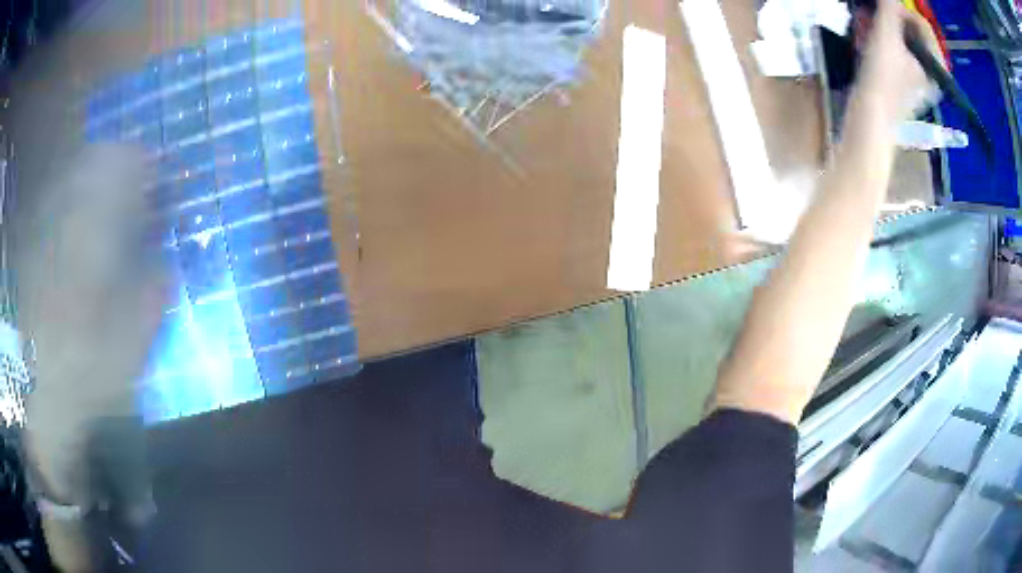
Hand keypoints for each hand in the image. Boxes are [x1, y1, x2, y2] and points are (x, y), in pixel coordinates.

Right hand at [855, 0, 940, 122]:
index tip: (882, 8)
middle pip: (911, 31)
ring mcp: (919, 78)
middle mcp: (932, 71)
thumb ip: (890, 6)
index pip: (922, 23)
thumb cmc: (883, 77)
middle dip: (888, 18)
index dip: (900, 9)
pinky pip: (895, 51)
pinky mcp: (904, 82)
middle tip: (868, 15)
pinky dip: (879, 40)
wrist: (869, 117)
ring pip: (901, 39)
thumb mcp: (886, 33)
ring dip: (880, 27)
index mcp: (937, 64)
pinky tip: (865, 39)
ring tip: (863, 26)